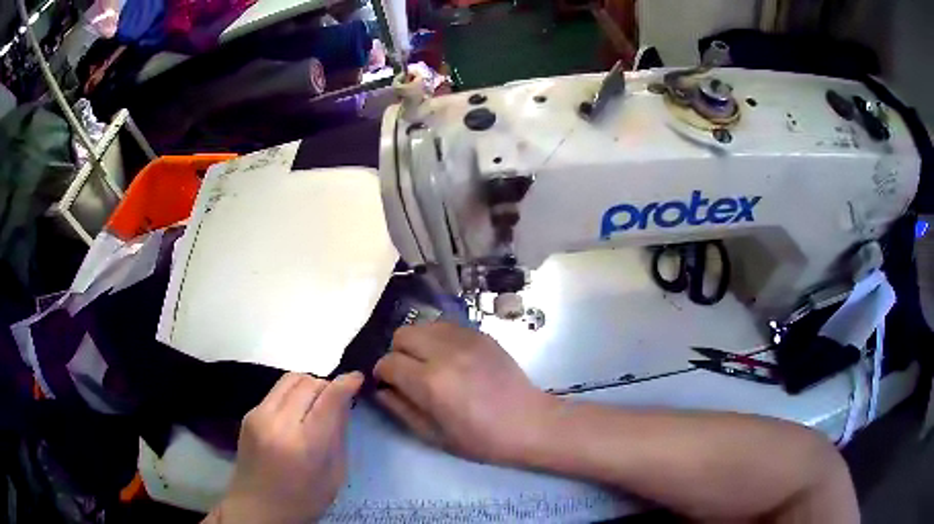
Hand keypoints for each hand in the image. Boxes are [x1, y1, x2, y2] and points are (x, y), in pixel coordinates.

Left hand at [208, 372, 362, 523]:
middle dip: (327, 385)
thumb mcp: (334, 476)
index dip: (346, 383)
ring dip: (309, 384)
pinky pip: (276, 391)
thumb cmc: (303, 500)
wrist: (256, 507)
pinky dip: (292, 394)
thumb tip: (344, 402)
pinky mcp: (249, 414)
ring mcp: (259, 415)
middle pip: (308, 383)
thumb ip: (339, 436)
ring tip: (316, 403)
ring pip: (290, 379)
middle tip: (337, 400)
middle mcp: (279, 423)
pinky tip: (296, 413)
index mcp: (305, 444)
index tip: (357, 378)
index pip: (328, 399)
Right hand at [373, 323, 555, 463]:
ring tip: (429, 363)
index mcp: (431, 382)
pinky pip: (446, 326)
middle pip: (401, 334)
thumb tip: (380, 390)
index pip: (388, 362)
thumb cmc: (481, 439)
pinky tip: (450, 357)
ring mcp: (466, 339)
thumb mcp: (434, 435)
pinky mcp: (482, 334)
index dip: (383, 374)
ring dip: (418, 342)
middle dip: (397, 353)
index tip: (389, 384)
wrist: (529, 423)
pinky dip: (439, 338)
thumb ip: (401, 409)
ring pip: (423, 325)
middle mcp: (445, 352)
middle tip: (408, 373)